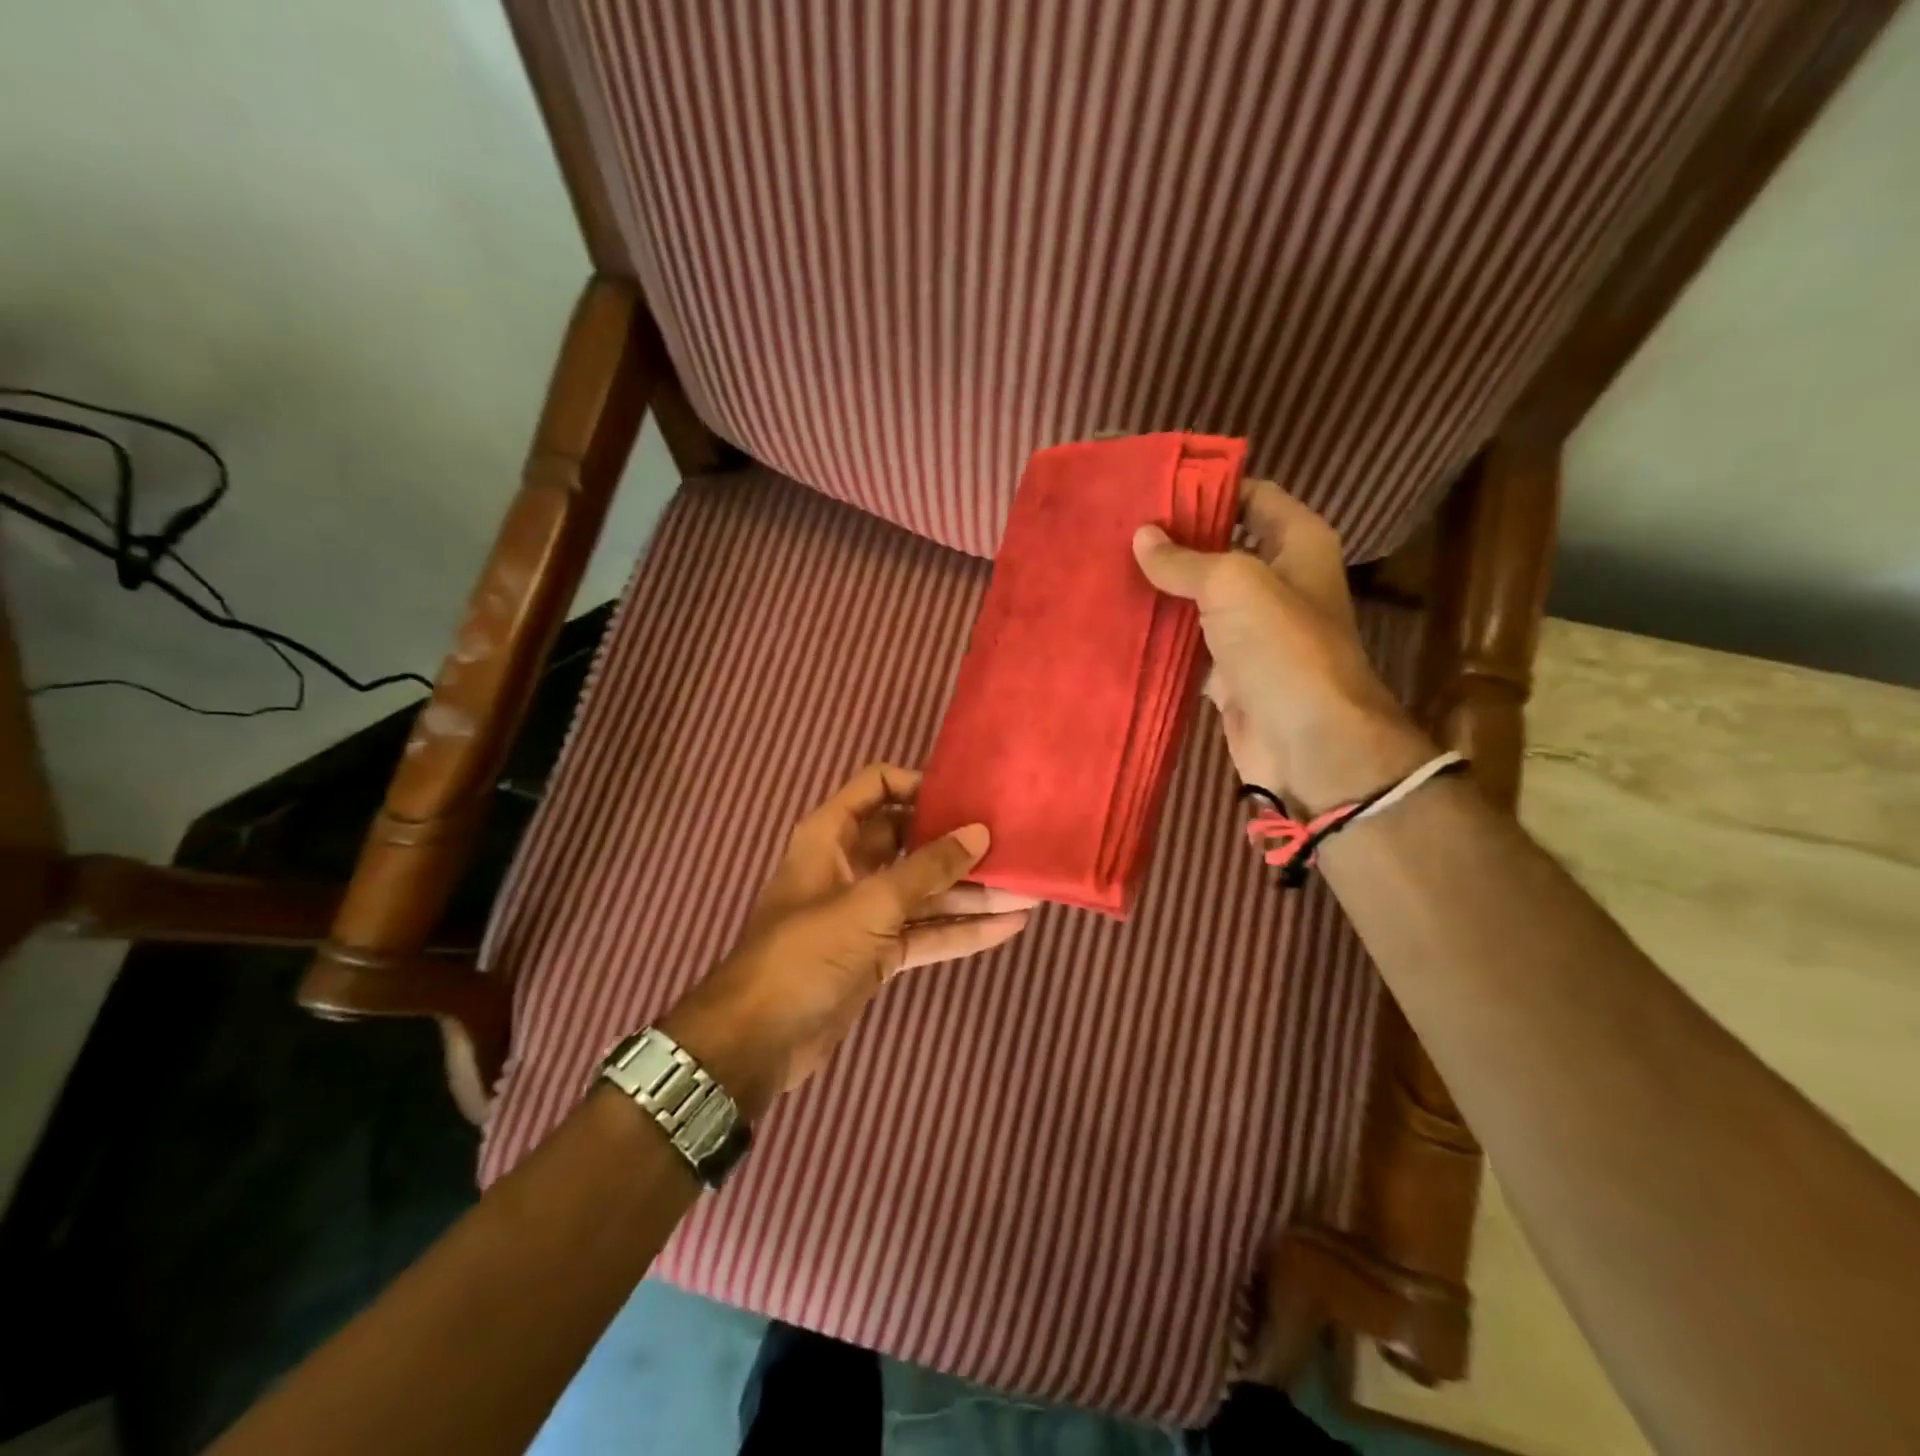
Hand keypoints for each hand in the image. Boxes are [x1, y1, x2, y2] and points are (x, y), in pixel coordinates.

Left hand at [662, 764, 1034, 1115]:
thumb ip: (928, 868)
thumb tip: (980, 833)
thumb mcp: (870, 903)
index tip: (966, 798)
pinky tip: (1009, 926)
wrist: (758, 1040)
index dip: (920, 785)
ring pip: (926, 891)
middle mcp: (851, 866)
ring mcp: (866, 912)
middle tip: (1011, 841)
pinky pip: (927, 931)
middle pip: (911, 841)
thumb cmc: (807, 952)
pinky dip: (963, 930)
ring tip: (1027, 888)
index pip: (878, 787)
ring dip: (972, 892)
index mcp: (832, 836)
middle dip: (959, 843)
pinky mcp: (879, 953)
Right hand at [1132, 480, 1430, 808]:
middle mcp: (1277, 580)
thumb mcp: (1233, 584)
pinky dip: (1160, 636)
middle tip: (1117, 530)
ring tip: (1108, 570)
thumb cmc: (1283, 646)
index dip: (1208, 488)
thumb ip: (1185, 559)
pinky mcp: (1228, 671)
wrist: (1307, 742)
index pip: (1252, 497)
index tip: (1153, 488)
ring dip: (1162, 589)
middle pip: (1221, 547)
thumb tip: (1142, 537)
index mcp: (1297, 544)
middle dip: (1174, 541)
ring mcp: (1251, 629)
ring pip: (1199, 598)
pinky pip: (1187, 644)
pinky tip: (1119, 622)